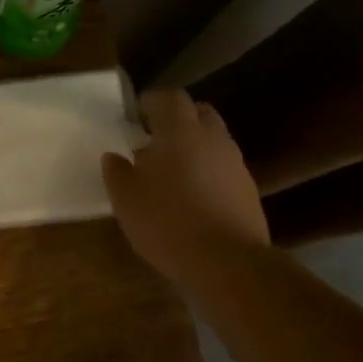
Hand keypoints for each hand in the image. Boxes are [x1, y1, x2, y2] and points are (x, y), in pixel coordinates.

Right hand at [102, 88, 268, 283]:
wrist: (227, 263)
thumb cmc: (167, 222)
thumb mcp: (126, 199)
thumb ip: (117, 173)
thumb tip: (114, 157)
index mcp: (180, 131)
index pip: (170, 98)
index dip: (152, 102)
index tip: (136, 116)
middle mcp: (213, 139)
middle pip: (199, 113)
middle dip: (178, 119)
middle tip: (155, 139)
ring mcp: (236, 165)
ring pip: (214, 142)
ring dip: (195, 147)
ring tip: (171, 172)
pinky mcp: (248, 192)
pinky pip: (224, 169)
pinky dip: (208, 173)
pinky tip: (192, 198)